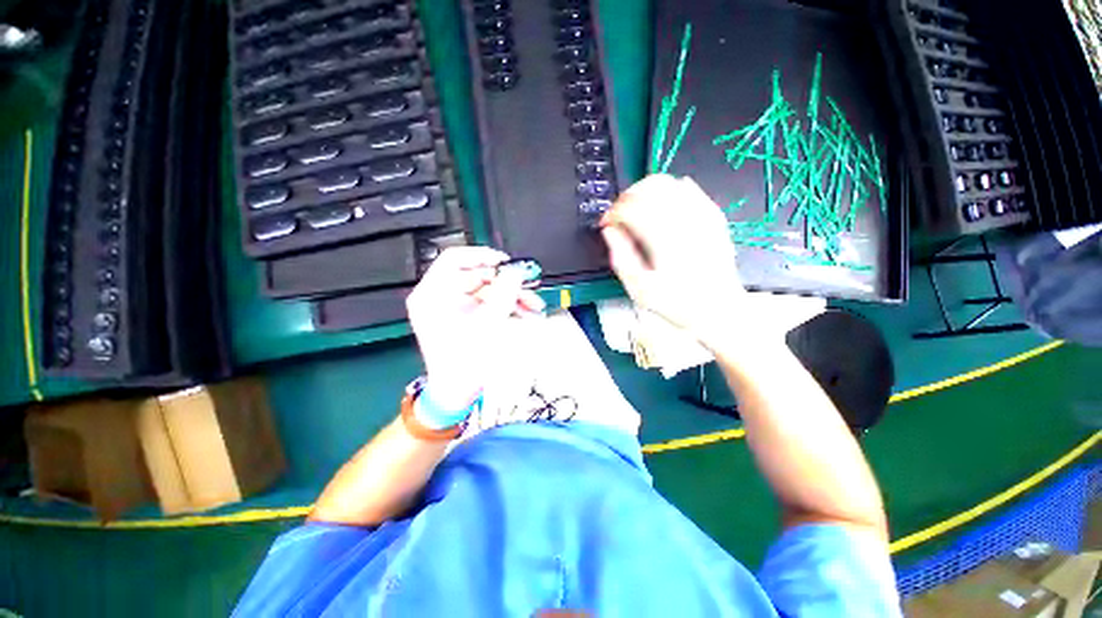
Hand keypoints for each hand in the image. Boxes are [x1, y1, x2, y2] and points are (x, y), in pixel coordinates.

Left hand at [406, 247, 544, 410]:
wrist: (458, 392)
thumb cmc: (464, 363)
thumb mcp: (487, 324)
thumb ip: (504, 294)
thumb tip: (515, 272)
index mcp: (432, 295)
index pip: (454, 259)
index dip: (481, 256)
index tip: (504, 262)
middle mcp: (440, 297)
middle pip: (476, 275)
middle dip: (506, 282)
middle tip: (528, 284)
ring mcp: (454, 306)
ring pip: (487, 289)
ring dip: (511, 295)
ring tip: (533, 305)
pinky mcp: (465, 315)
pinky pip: (488, 302)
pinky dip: (506, 305)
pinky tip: (524, 312)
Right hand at [601, 175, 748, 346]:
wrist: (719, 309)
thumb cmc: (677, 303)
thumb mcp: (639, 290)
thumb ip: (621, 258)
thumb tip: (609, 231)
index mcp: (663, 240)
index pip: (631, 208)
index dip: (612, 212)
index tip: (605, 224)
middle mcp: (684, 220)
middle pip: (648, 188)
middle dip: (625, 197)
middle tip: (618, 215)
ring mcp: (701, 215)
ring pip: (667, 182)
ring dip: (644, 190)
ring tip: (636, 209)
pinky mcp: (712, 215)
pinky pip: (689, 188)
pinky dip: (669, 190)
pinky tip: (661, 205)